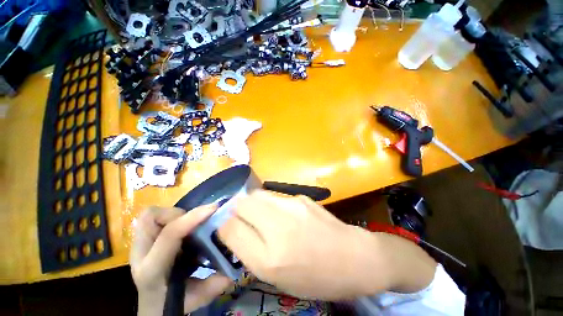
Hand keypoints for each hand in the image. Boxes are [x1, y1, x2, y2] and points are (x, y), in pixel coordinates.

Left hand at [130, 205, 231, 315]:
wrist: (151, 308)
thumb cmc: (171, 304)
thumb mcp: (196, 297)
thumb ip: (215, 283)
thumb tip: (234, 266)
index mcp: (153, 269)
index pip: (170, 234)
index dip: (193, 218)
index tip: (214, 209)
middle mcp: (141, 254)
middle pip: (151, 217)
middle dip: (177, 213)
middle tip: (196, 222)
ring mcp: (140, 246)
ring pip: (151, 215)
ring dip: (174, 215)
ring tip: (189, 225)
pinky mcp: (145, 240)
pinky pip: (155, 219)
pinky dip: (170, 218)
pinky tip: (183, 230)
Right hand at [218, 190, 436, 299]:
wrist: (354, 257)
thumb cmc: (317, 278)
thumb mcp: (278, 279)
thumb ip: (252, 253)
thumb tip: (235, 230)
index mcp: (269, 258)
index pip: (230, 229)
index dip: (223, 226)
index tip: (226, 228)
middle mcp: (278, 227)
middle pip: (242, 203)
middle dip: (236, 209)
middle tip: (241, 218)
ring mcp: (292, 206)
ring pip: (257, 194)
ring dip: (252, 203)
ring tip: (261, 215)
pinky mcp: (301, 197)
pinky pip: (275, 197)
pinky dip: (270, 203)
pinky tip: (282, 213)